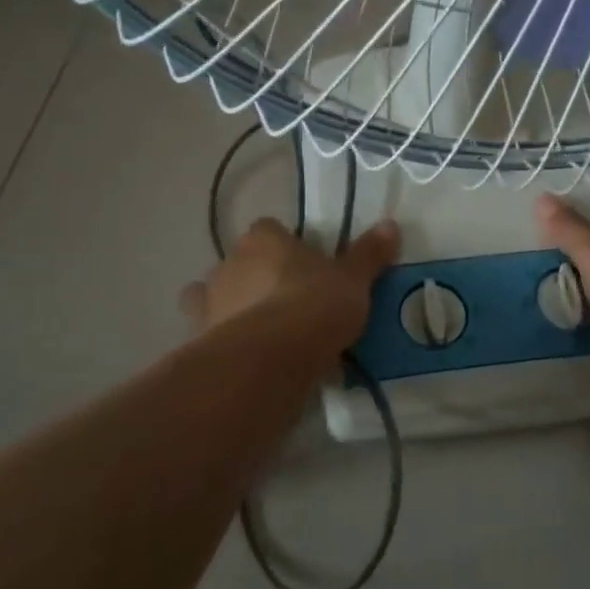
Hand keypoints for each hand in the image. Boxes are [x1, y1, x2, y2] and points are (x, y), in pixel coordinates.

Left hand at [181, 216, 399, 347]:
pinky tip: (251, 364)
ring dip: (234, 312)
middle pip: (242, 264)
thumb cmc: (315, 305)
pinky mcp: (199, 342)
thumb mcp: (353, 280)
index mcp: (263, 239)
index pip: (269, 230)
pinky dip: (227, 346)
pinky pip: (213, 338)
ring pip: (218, 299)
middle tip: (290, 306)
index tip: (306, 269)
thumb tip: (390, 224)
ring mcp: (208, 303)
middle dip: (259, 280)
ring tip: (265, 338)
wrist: (271, 359)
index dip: (286, 248)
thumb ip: (368, 254)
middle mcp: (229, 263)